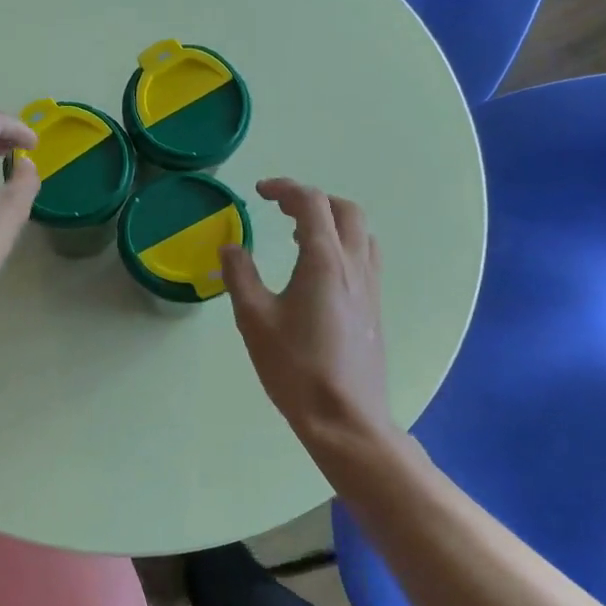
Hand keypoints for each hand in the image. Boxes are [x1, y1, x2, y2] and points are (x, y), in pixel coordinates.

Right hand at [221, 179, 397, 469]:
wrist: (345, 417)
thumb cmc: (295, 367)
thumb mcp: (254, 319)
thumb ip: (240, 276)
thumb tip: (231, 247)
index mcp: (324, 261)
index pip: (311, 203)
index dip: (285, 188)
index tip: (260, 192)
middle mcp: (354, 265)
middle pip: (345, 210)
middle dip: (313, 200)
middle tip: (281, 209)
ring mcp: (370, 286)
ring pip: (360, 232)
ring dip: (332, 220)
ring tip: (300, 234)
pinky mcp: (374, 307)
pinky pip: (365, 256)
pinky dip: (343, 243)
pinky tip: (319, 270)